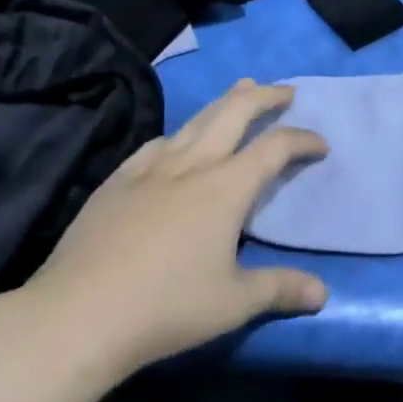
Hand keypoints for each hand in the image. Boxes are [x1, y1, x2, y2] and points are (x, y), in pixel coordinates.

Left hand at [0, 80, 328, 381]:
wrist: (80, 312)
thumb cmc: (166, 307)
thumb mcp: (232, 304)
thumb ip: (279, 289)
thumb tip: (322, 294)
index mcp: (226, 187)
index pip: (275, 148)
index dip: (302, 140)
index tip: (320, 144)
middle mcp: (193, 164)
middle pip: (235, 113)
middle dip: (264, 97)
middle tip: (284, 91)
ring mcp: (152, 167)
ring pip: (196, 120)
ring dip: (224, 102)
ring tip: (241, 89)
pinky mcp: (118, 179)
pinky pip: (157, 143)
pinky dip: (179, 134)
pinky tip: (175, 140)